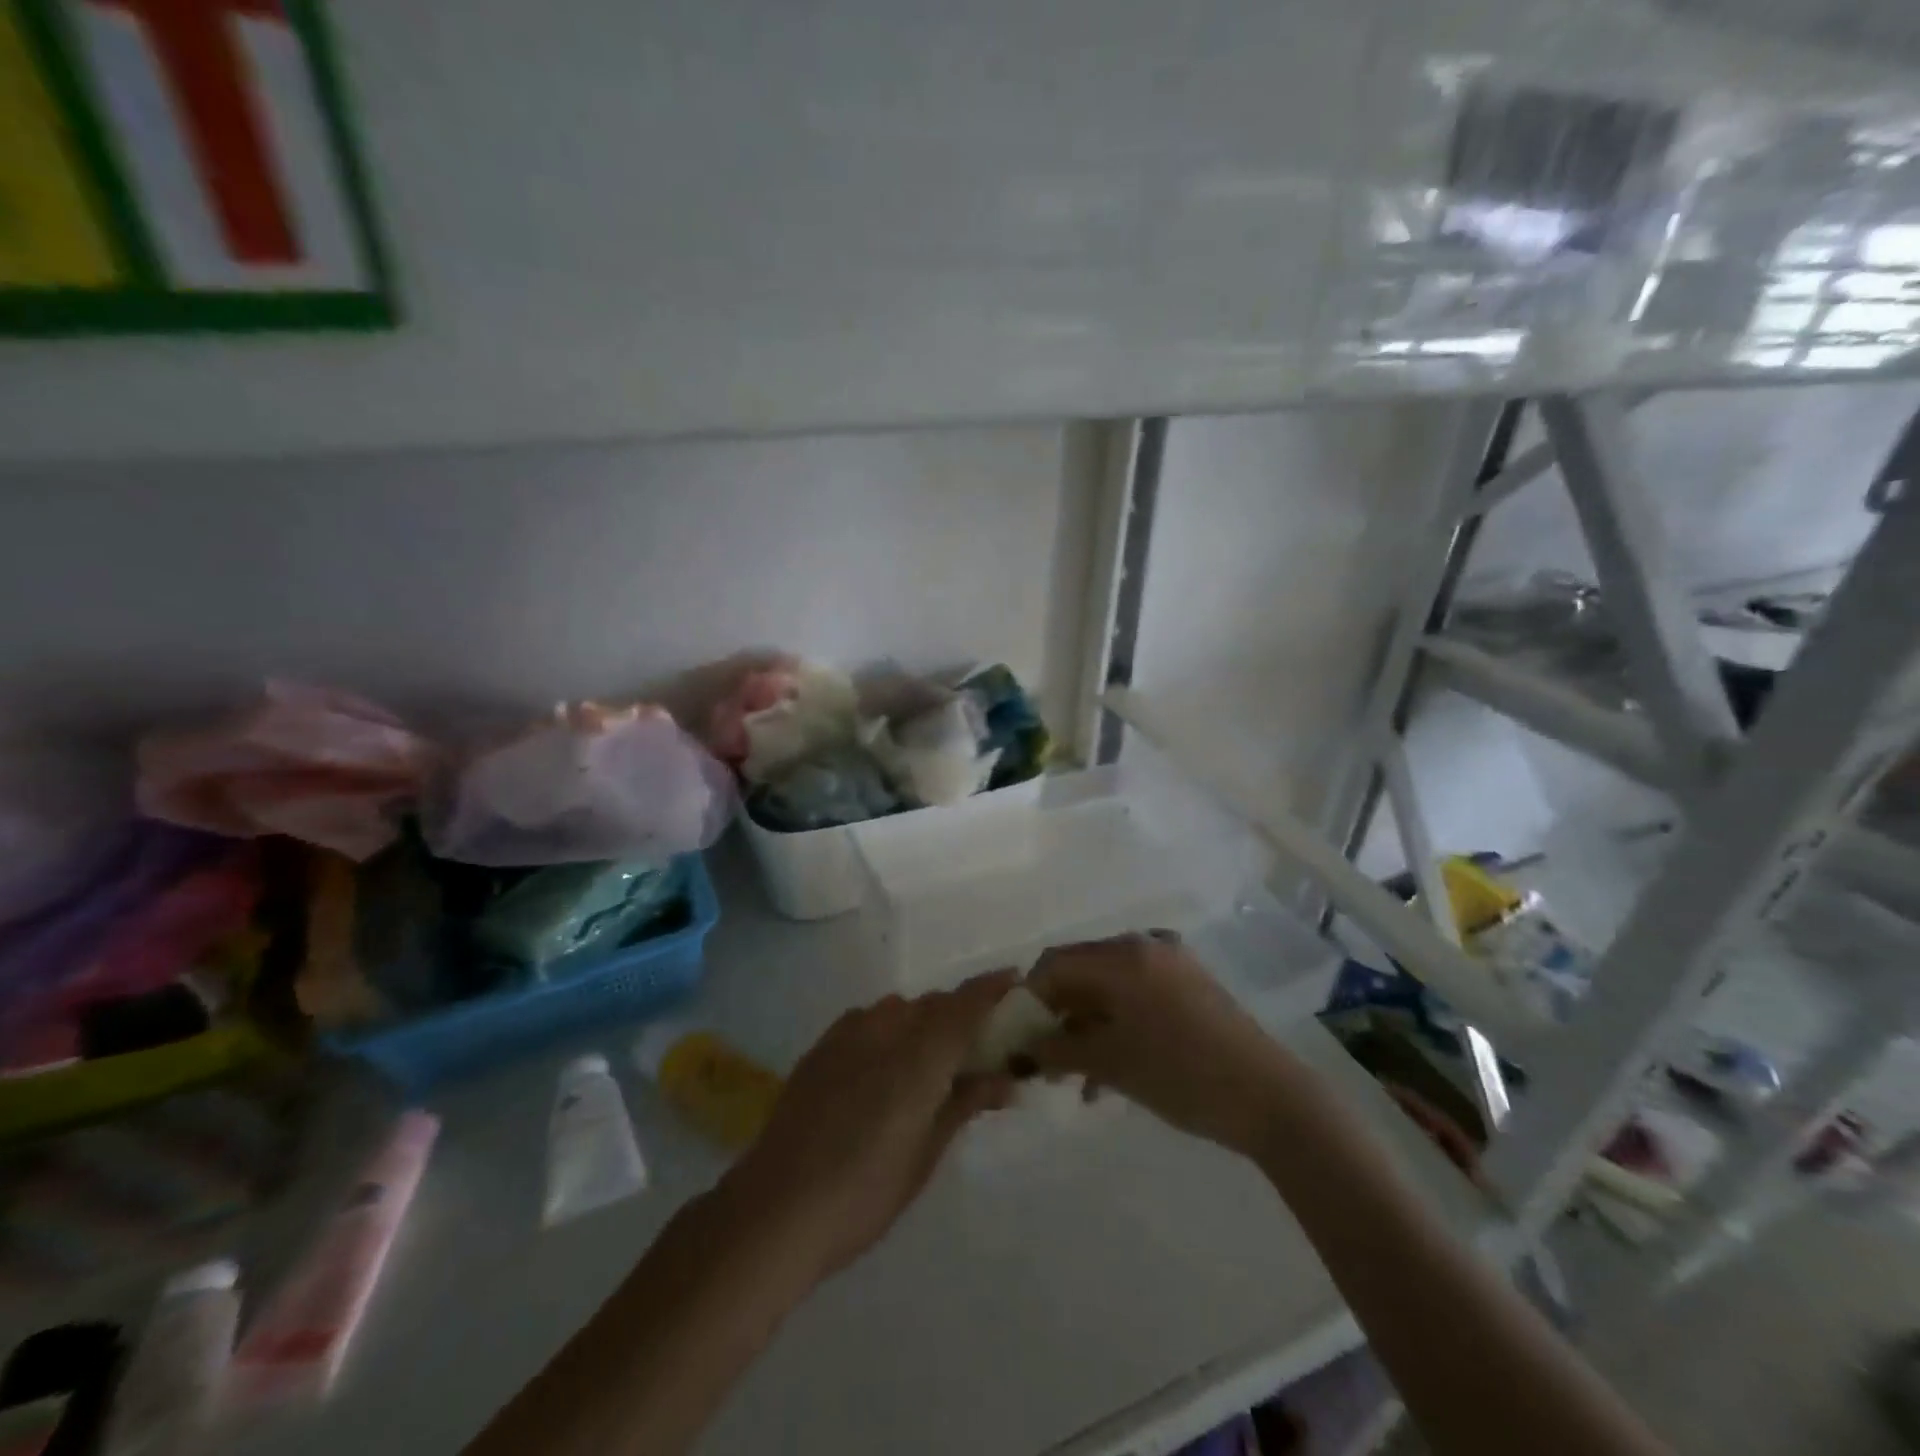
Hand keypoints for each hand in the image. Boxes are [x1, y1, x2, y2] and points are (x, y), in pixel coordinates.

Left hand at [723, 971, 1017, 1282]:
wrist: (775, 1208)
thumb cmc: (864, 1194)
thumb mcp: (926, 1154)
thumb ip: (965, 1103)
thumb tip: (1006, 1078)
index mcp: (919, 1054)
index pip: (966, 1004)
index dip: (993, 988)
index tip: (1017, 981)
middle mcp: (886, 1029)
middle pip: (934, 1004)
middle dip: (962, 1012)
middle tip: (981, 1041)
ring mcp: (848, 1033)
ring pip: (901, 1008)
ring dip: (925, 1020)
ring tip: (935, 1055)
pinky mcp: (822, 1046)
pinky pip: (869, 1020)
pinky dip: (891, 1028)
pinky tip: (888, 1061)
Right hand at [1026, 933, 1298, 1159]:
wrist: (1270, 1098)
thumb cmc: (1182, 1075)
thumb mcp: (1111, 1064)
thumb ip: (1059, 1049)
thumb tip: (1026, 1048)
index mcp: (1122, 956)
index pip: (1055, 964)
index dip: (1030, 999)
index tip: (1021, 1039)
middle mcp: (1143, 946)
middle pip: (1081, 971)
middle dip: (1058, 1014)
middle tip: (1046, 1060)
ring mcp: (1170, 963)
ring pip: (1108, 986)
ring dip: (1087, 1025)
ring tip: (1077, 1077)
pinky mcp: (1190, 984)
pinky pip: (1137, 994)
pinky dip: (1117, 1023)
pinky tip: (1111, 1071)